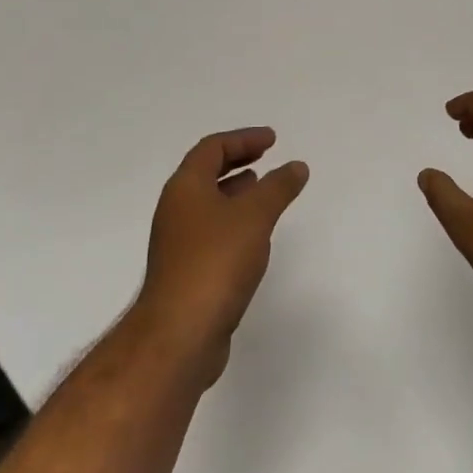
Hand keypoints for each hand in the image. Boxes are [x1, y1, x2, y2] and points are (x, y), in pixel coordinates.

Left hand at [135, 127, 308, 385]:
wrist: (180, 333)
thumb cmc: (216, 262)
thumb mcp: (254, 216)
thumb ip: (277, 188)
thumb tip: (296, 166)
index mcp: (185, 187)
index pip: (212, 148)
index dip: (242, 139)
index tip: (272, 140)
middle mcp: (176, 209)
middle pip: (205, 173)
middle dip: (237, 161)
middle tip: (266, 157)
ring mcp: (178, 243)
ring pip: (208, 204)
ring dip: (235, 192)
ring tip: (263, 190)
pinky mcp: (186, 271)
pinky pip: (212, 231)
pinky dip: (233, 221)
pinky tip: (254, 236)